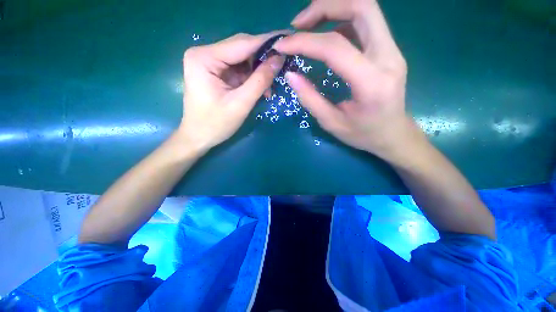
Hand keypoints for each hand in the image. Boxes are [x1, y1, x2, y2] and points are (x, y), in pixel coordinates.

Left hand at [177, 32, 285, 152]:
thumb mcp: (241, 104)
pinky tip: (261, 89)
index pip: (242, 43)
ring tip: (270, 86)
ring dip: (258, 71)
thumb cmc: (215, 124)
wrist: (198, 137)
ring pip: (242, 59)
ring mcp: (209, 62)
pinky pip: (238, 69)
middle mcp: (205, 53)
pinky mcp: (215, 72)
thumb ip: (260, 81)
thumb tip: (279, 59)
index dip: (267, 42)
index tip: (288, 40)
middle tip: (283, 66)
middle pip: (242, 48)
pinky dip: (251, 78)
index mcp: (205, 58)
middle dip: (263, 59)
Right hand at [274, 0, 420, 160]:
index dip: (305, 41)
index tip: (283, 44)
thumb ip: (310, 99)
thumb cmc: (363, 134)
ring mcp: (392, 50)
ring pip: (365, 9)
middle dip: (325, 7)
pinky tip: (326, 37)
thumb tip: (291, 75)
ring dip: (333, 10)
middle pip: (361, 7)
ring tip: (308, 26)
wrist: (393, 134)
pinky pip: (366, 23)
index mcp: (371, 83)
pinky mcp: (389, 50)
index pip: (336, 47)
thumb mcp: (332, 123)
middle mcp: (388, 57)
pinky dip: (341, 21)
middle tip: (298, 24)